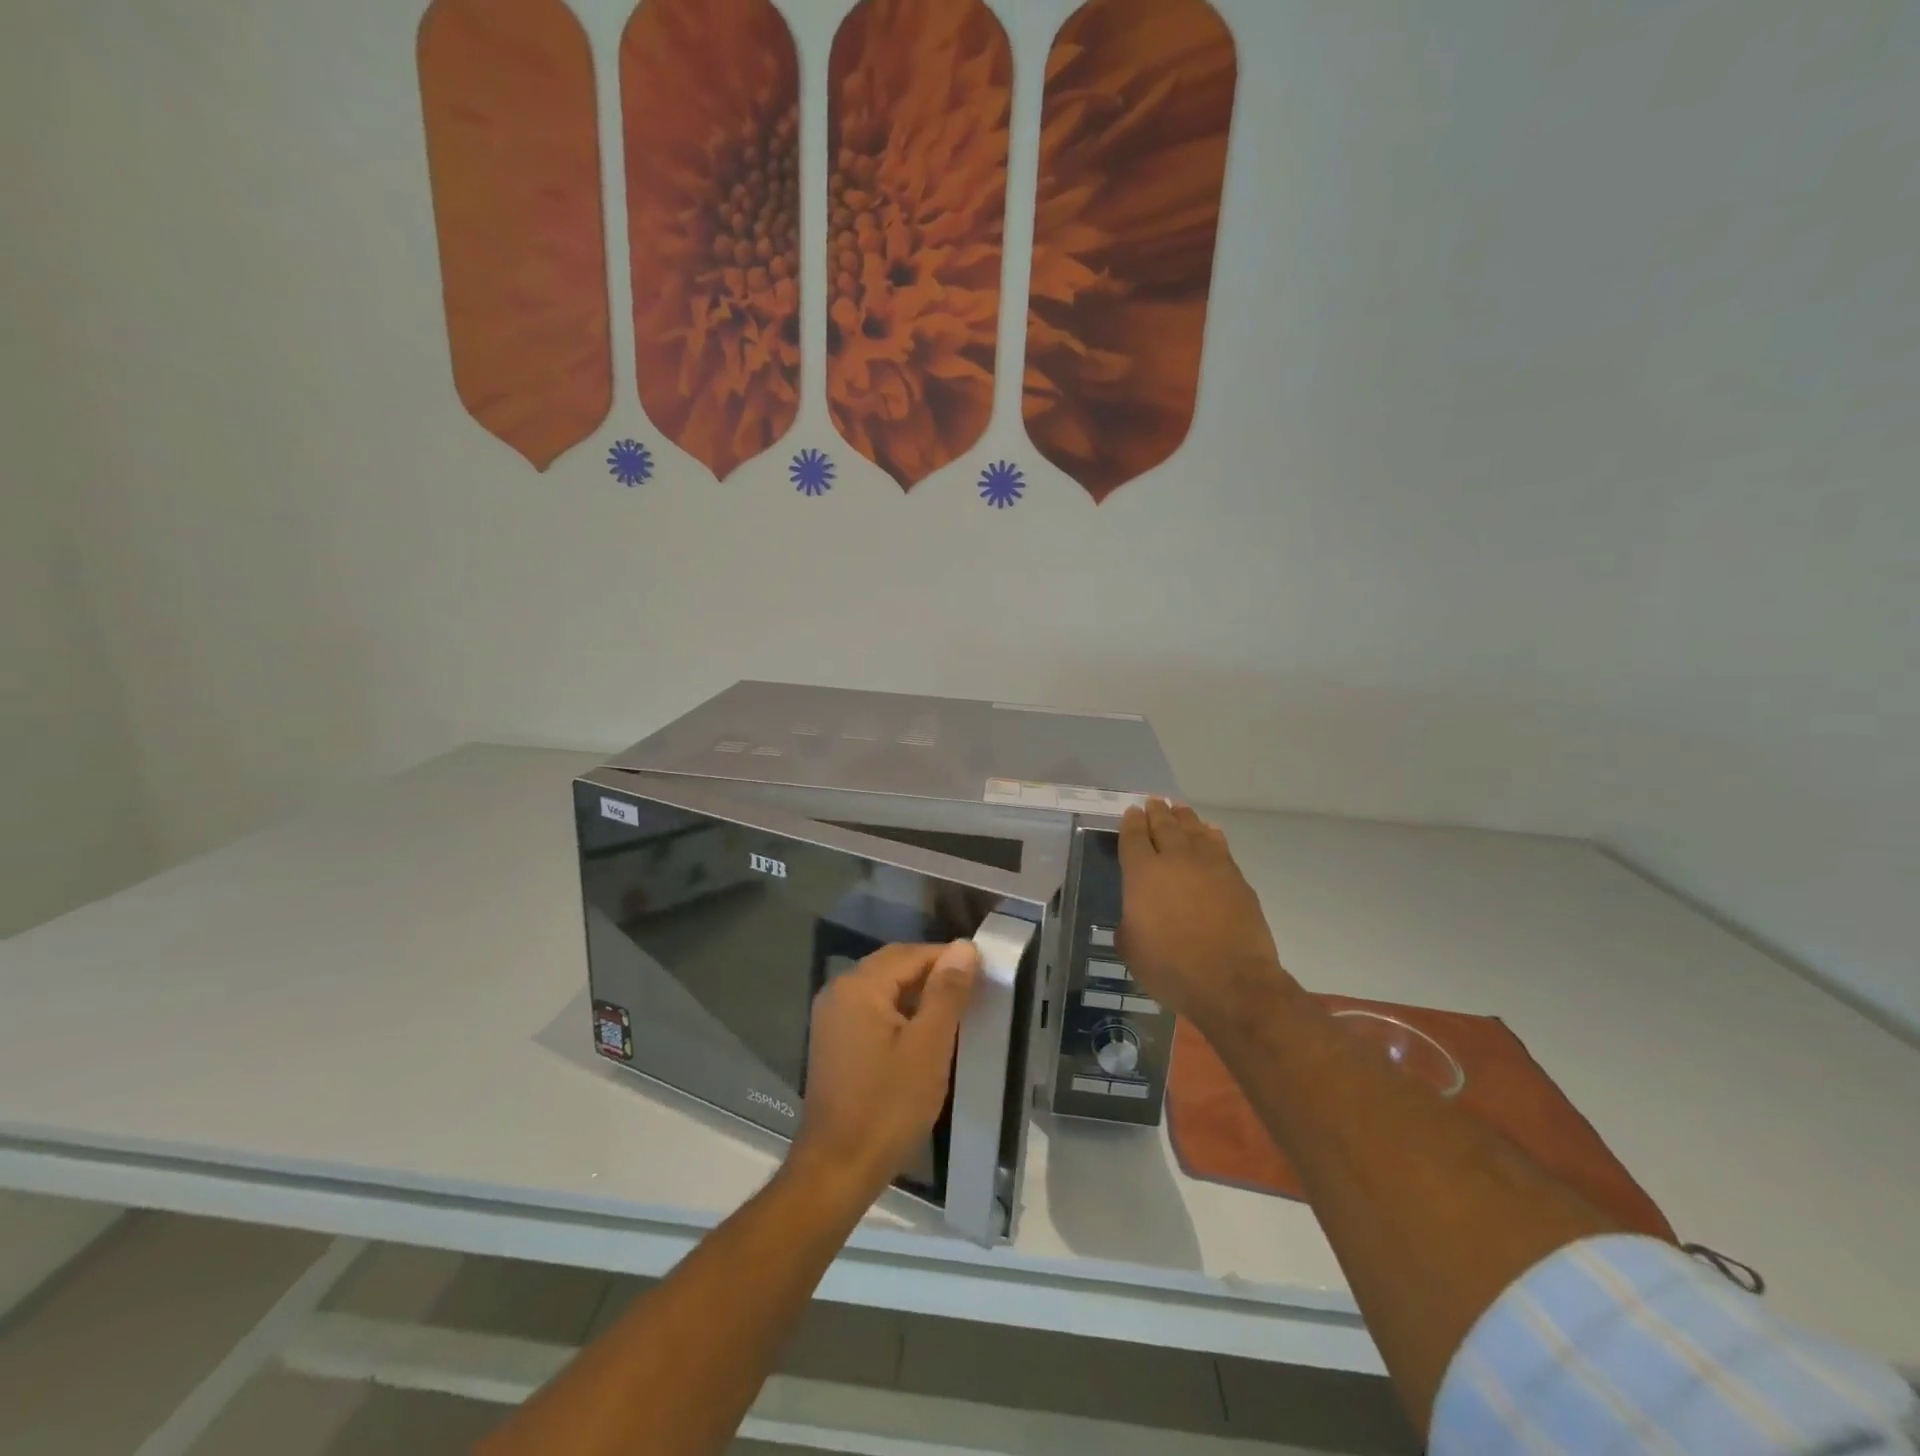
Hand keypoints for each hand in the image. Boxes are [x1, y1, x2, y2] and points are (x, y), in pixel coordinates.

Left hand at [791, 940, 979, 1198]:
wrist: (837, 1169)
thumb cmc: (887, 1106)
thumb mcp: (928, 1046)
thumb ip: (947, 992)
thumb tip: (964, 947)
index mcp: (859, 985)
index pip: (911, 954)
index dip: (948, 959)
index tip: (983, 974)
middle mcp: (839, 991)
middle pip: (894, 966)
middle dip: (933, 974)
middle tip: (972, 993)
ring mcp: (832, 1017)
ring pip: (883, 988)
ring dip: (917, 994)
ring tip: (954, 1014)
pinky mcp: (833, 1041)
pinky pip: (871, 1010)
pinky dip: (899, 1013)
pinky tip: (922, 1036)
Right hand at [1117, 800, 1291, 1034]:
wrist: (1231, 982)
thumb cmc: (1170, 968)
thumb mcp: (1131, 948)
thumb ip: (1129, 922)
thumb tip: (1136, 915)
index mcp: (1142, 874)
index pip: (1134, 837)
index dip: (1131, 822)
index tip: (1132, 812)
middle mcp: (1175, 860)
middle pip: (1165, 826)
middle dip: (1157, 812)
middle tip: (1154, 801)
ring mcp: (1209, 866)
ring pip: (1194, 830)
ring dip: (1184, 817)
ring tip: (1179, 809)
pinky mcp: (1236, 878)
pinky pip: (1219, 846)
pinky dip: (1211, 835)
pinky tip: (1210, 832)